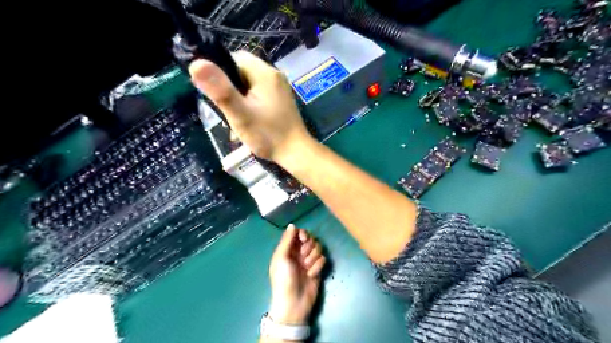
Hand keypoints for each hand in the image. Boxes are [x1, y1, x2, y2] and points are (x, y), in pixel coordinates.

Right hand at [189, 50, 313, 163]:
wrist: (296, 153)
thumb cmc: (268, 135)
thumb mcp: (240, 114)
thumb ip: (220, 90)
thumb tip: (195, 63)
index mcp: (264, 73)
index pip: (234, 59)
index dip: (219, 73)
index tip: (215, 94)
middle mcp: (274, 75)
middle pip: (241, 73)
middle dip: (230, 91)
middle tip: (227, 112)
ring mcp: (280, 88)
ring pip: (249, 86)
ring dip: (239, 102)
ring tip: (236, 122)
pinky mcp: (281, 100)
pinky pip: (259, 96)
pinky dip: (250, 106)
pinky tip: (247, 123)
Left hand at [269, 225, 323, 324]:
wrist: (294, 303)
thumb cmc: (284, 279)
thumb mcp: (281, 258)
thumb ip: (287, 240)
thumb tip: (292, 225)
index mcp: (288, 249)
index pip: (298, 233)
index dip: (303, 234)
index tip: (304, 239)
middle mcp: (299, 253)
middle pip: (310, 239)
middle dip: (309, 247)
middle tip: (303, 257)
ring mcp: (308, 261)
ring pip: (318, 248)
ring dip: (313, 258)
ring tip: (307, 269)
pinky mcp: (317, 269)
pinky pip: (322, 259)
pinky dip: (317, 266)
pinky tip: (311, 275)